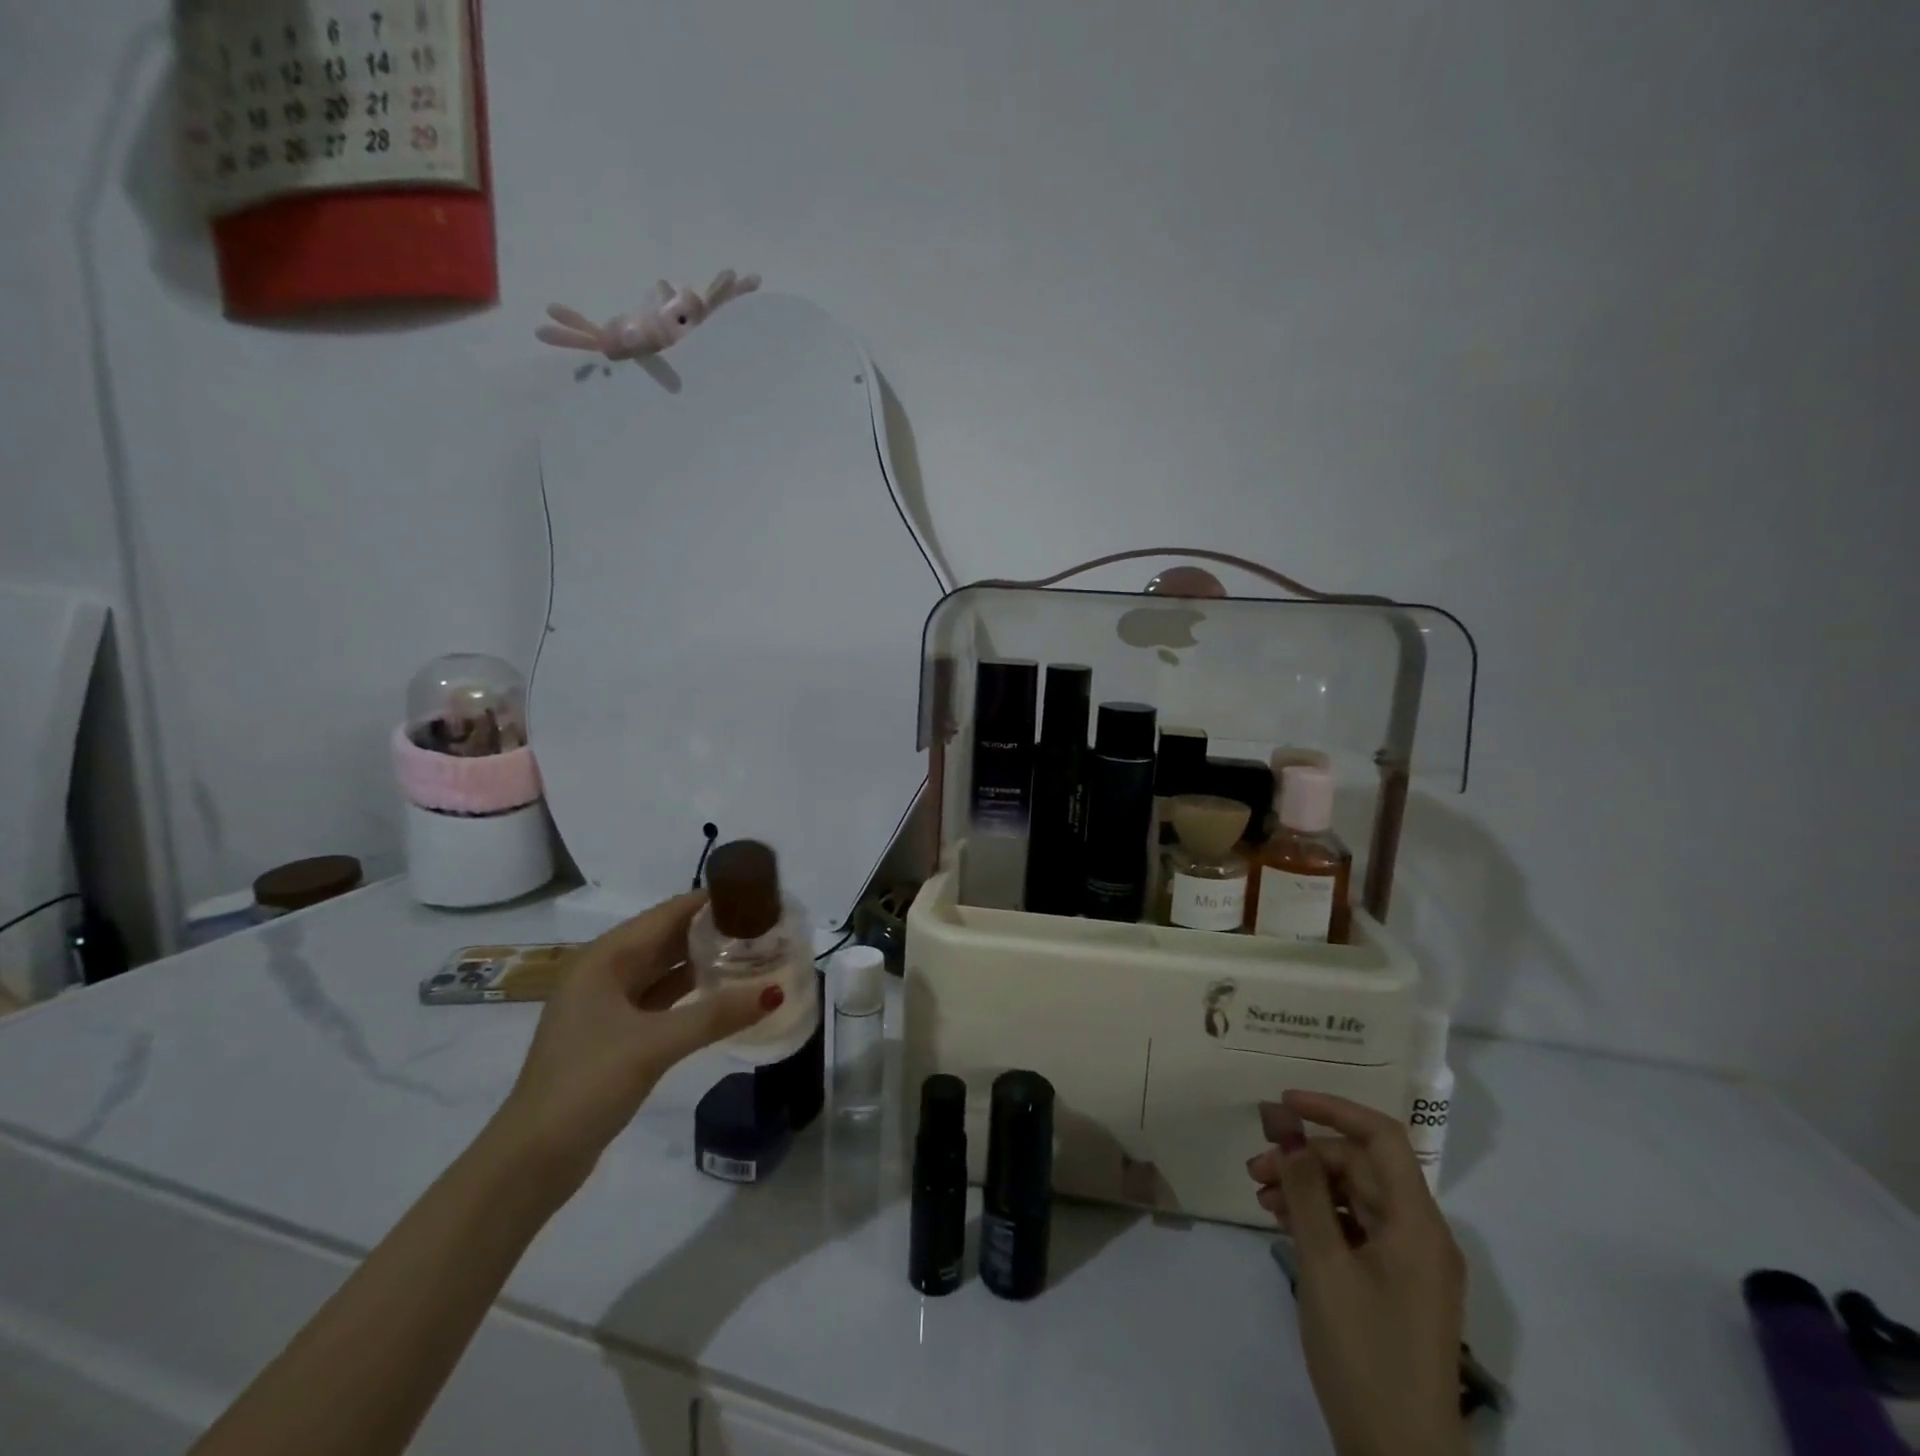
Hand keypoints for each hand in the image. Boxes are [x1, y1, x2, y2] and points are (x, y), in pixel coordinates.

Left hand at [489, 892, 780, 1190]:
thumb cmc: (585, 1085)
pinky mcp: (615, 1033)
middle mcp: (604, 972)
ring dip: (704, 961)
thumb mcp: (654, 1045)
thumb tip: (776, 992)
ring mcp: (608, 1004)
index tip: (757, 895)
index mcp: (603, 959)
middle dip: (712, 930)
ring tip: (754, 952)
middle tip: (765, 925)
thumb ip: (715, 1015)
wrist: (531, 1160)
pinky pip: (662, 998)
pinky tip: (724, 992)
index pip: (667, 914)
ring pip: (665, 968)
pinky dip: (691, 991)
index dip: (710, 901)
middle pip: (667, 937)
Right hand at [1247, 1091, 1468, 1455]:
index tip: (1284, 1104)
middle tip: (1256, 1169)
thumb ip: (1305, 1190)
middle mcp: (1422, 1233)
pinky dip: (1320, 1217)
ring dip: (1308, 1187)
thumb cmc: (1364, 1352)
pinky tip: (1284, 1223)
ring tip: (1262, 1197)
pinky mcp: (1396, 1284)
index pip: (1381, 1137)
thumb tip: (1288, 1130)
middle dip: (1307, 1157)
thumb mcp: (1324, 1264)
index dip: (1333, 1109)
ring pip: (1355, 1196)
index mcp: (1418, 1223)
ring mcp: (1410, 1261)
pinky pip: (1357, 1227)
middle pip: (1361, 1166)